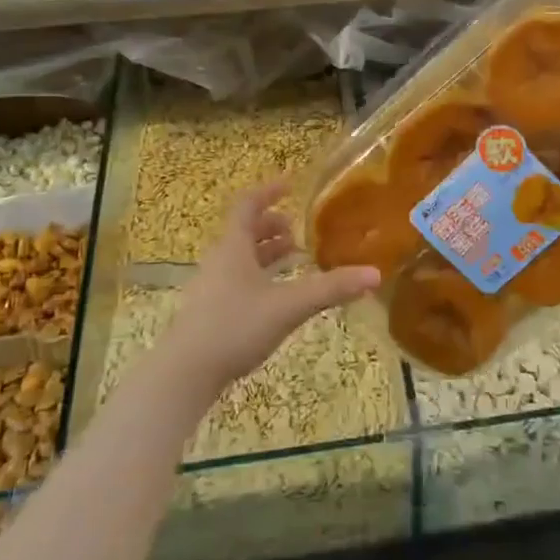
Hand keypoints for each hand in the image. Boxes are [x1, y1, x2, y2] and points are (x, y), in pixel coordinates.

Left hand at [160, 181, 379, 395]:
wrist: (185, 373)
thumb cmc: (235, 326)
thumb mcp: (289, 305)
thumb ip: (331, 289)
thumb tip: (375, 274)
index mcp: (234, 247)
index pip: (248, 205)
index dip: (268, 192)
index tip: (289, 186)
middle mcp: (220, 260)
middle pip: (244, 232)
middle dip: (271, 226)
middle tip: (297, 229)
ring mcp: (212, 287)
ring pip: (240, 258)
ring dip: (265, 253)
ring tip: (293, 257)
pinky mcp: (210, 312)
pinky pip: (237, 280)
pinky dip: (259, 276)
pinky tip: (275, 296)